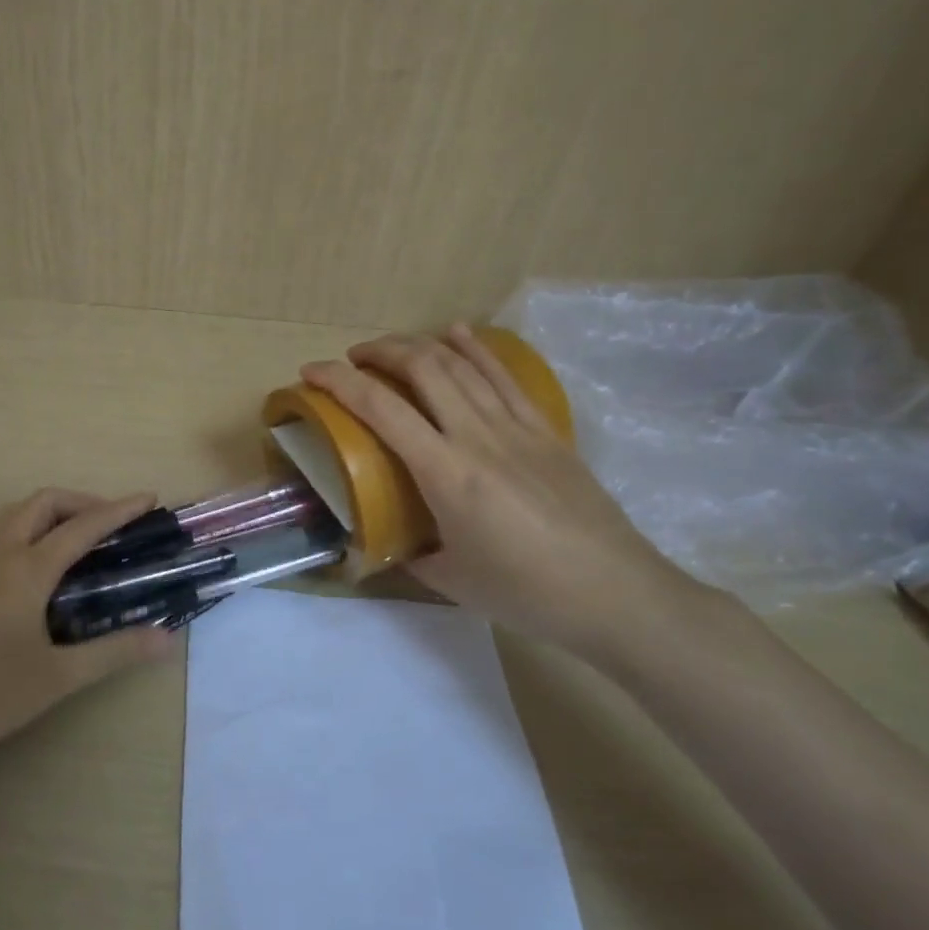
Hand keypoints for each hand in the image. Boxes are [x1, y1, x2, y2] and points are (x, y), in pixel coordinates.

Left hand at [0, 489, 177, 769]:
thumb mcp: (58, 677)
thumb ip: (115, 652)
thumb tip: (168, 640)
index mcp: (26, 568)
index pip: (83, 525)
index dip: (119, 510)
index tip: (148, 498)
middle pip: (44, 502)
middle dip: (83, 502)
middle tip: (112, 525)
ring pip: (13, 512)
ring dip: (50, 513)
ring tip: (75, 541)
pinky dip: (23, 527)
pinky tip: (30, 565)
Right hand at [302, 325, 720, 662]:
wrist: (617, 594)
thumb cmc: (527, 593)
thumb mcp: (451, 580)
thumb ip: (411, 553)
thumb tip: (389, 543)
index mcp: (447, 474)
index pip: (381, 409)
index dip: (339, 382)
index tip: (311, 372)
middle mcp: (478, 436)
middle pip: (423, 367)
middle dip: (379, 351)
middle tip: (352, 359)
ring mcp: (517, 427)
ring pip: (462, 364)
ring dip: (420, 345)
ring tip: (392, 348)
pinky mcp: (546, 430)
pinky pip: (503, 378)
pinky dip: (475, 350)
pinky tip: (457, 334)